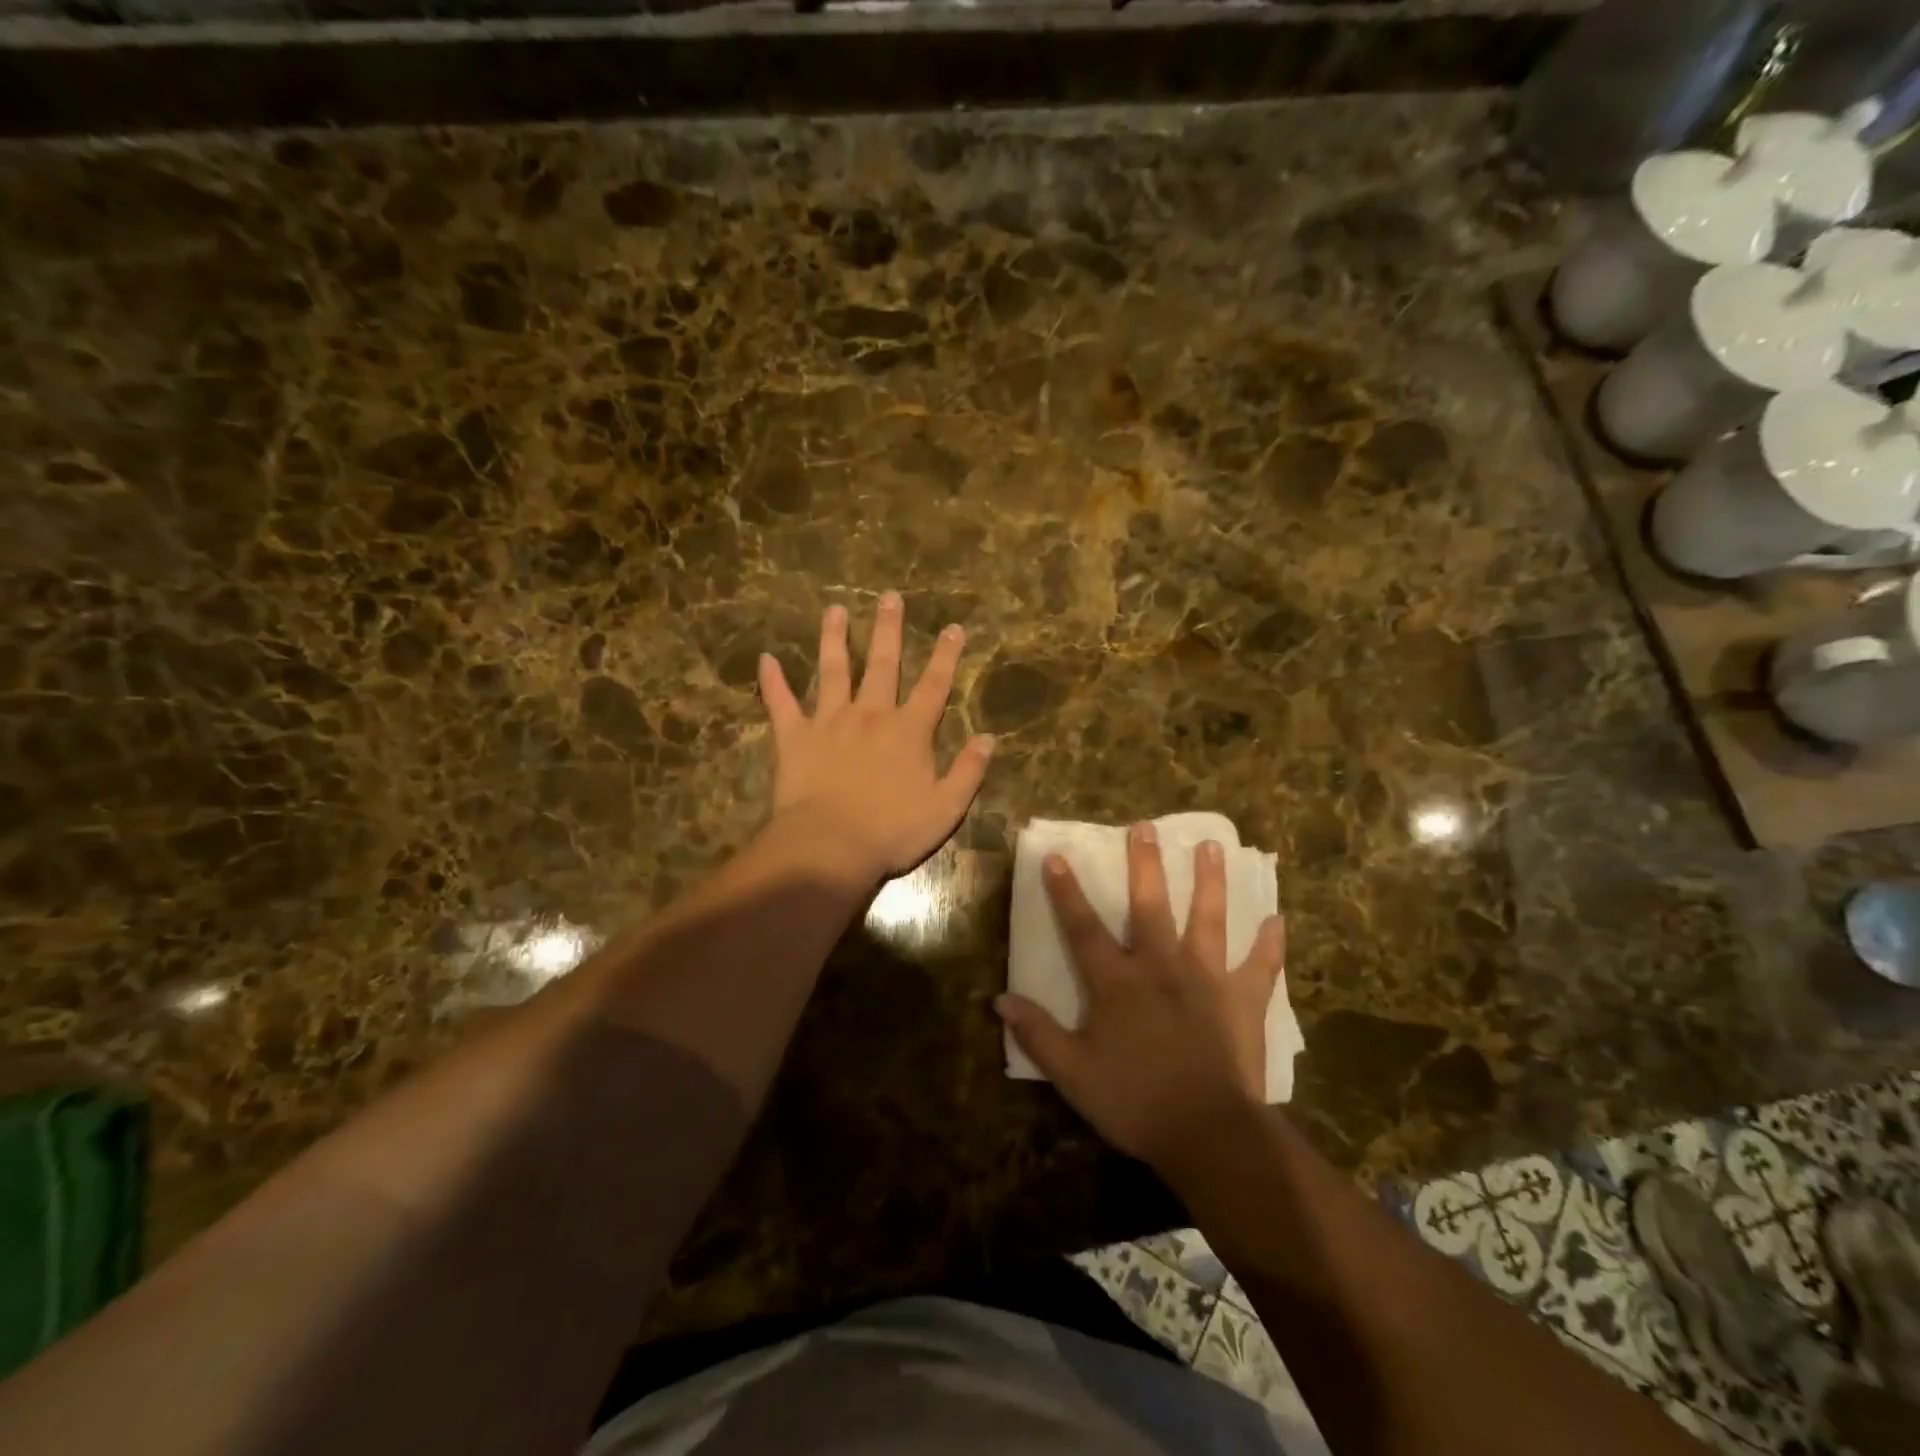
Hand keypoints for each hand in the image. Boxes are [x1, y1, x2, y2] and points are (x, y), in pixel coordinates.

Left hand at [759, 592, 994, 883]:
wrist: (831, 846)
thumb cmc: (893, 831)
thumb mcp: (947, 808)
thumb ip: (968, 771)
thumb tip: (989, 739)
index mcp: (909, 731)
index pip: (934, 685)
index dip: (946, 656)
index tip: (953, 628)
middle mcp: (871, 714)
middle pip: (883, 664)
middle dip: (888, 629)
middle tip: (889, 597)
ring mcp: (830, 721)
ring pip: (833, 670)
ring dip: (834, 638)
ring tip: (834, 610)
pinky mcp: (794, 736)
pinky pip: (781, 703)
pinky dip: (772, 682)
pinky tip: (766, 659)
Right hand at [996, 822, 1284, 1173]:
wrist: (1208, 1134)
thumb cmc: (1135, 1102)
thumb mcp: (1073, 1074)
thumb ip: (1038, 1033)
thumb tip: (1000, 999)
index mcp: (1117, 981)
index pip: (1083, 927)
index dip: (1066, 891)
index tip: (1057, 855)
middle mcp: (1161, 966)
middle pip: (1150, 906)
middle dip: (1145, 865)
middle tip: (1145, 828)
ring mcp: (1207, 979)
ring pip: (1208, 919)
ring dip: (1209, 882)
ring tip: (1211, 846)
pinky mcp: (1243, 1000)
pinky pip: (1260, 966)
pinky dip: (1270, 944)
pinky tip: (1278, 920)